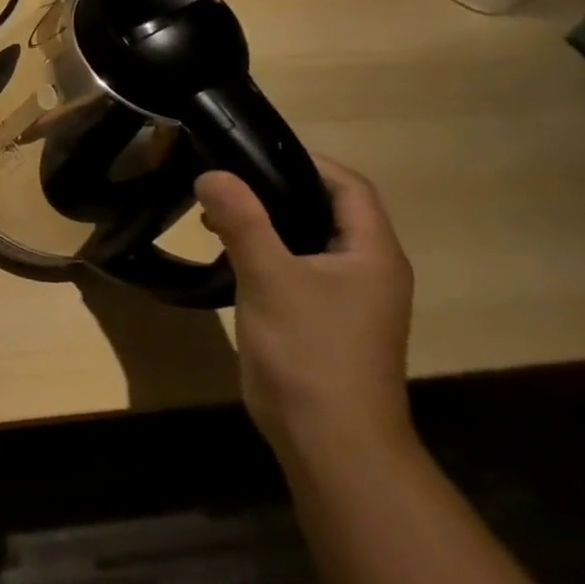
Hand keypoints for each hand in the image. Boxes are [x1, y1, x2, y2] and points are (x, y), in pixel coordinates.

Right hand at [195, 155, 414, 469]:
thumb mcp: (271, 277)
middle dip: (276, 188)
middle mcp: (366, 270)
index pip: (349, 187)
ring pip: (306, 239)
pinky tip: (226, 254)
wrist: (328, 435)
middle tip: (222, 178)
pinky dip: (262, 250)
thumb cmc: (310, 349)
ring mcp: (344, 297)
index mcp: (372, 253)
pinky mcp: (318, 317)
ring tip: (214, 213)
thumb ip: (243, 221)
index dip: (306, 160)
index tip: (250, 148)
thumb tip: (212, 172)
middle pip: (326, 210)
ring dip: (265, 220)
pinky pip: (293, 267)